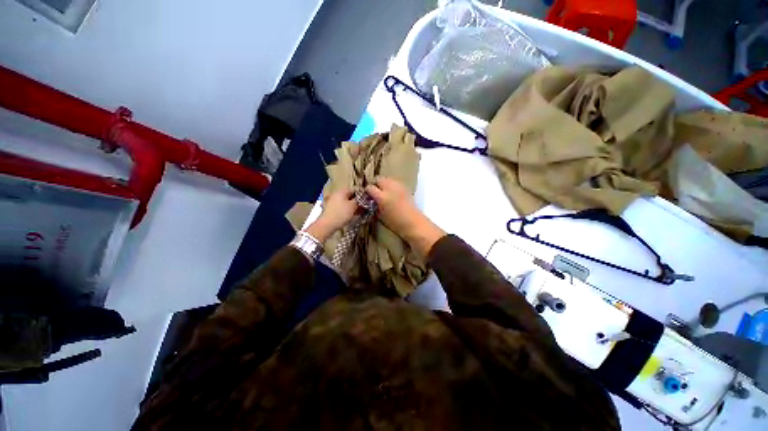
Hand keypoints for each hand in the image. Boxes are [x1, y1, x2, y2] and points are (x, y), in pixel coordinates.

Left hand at [305, 188, 358, 241]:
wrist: (327, 224)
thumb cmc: (341, 213)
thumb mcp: (353, 206)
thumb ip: (359, 201)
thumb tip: (362, 198)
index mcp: (342, 191)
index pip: (354, 190)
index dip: (361, 195)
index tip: (367, 201)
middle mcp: (336, 194)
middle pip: (350, 197)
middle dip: (357, 202)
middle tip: (363, 208)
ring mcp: (333, 202)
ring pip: (346, 203)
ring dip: (353, 207)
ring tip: (358, 213)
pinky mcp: (331, 209)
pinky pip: (342, 208)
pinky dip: (347, 211)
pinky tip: (351, 216)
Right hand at [365, 178, 419, 236]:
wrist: (414, 223)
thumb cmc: (396, 223)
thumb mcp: (381, 216)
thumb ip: (375, 206)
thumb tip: (371, 201)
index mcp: (382, 197)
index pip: (370, 188)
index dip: (367, 191)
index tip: (367, 195)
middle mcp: (390, 188)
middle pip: (379, 179)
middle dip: (375, 184)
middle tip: (374, 192)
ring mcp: (399, 186)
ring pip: (387, 179)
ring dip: (383, 184)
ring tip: (383, 192)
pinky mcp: (405, 188)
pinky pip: (395, 182)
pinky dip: (391, 186)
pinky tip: (392, 193)